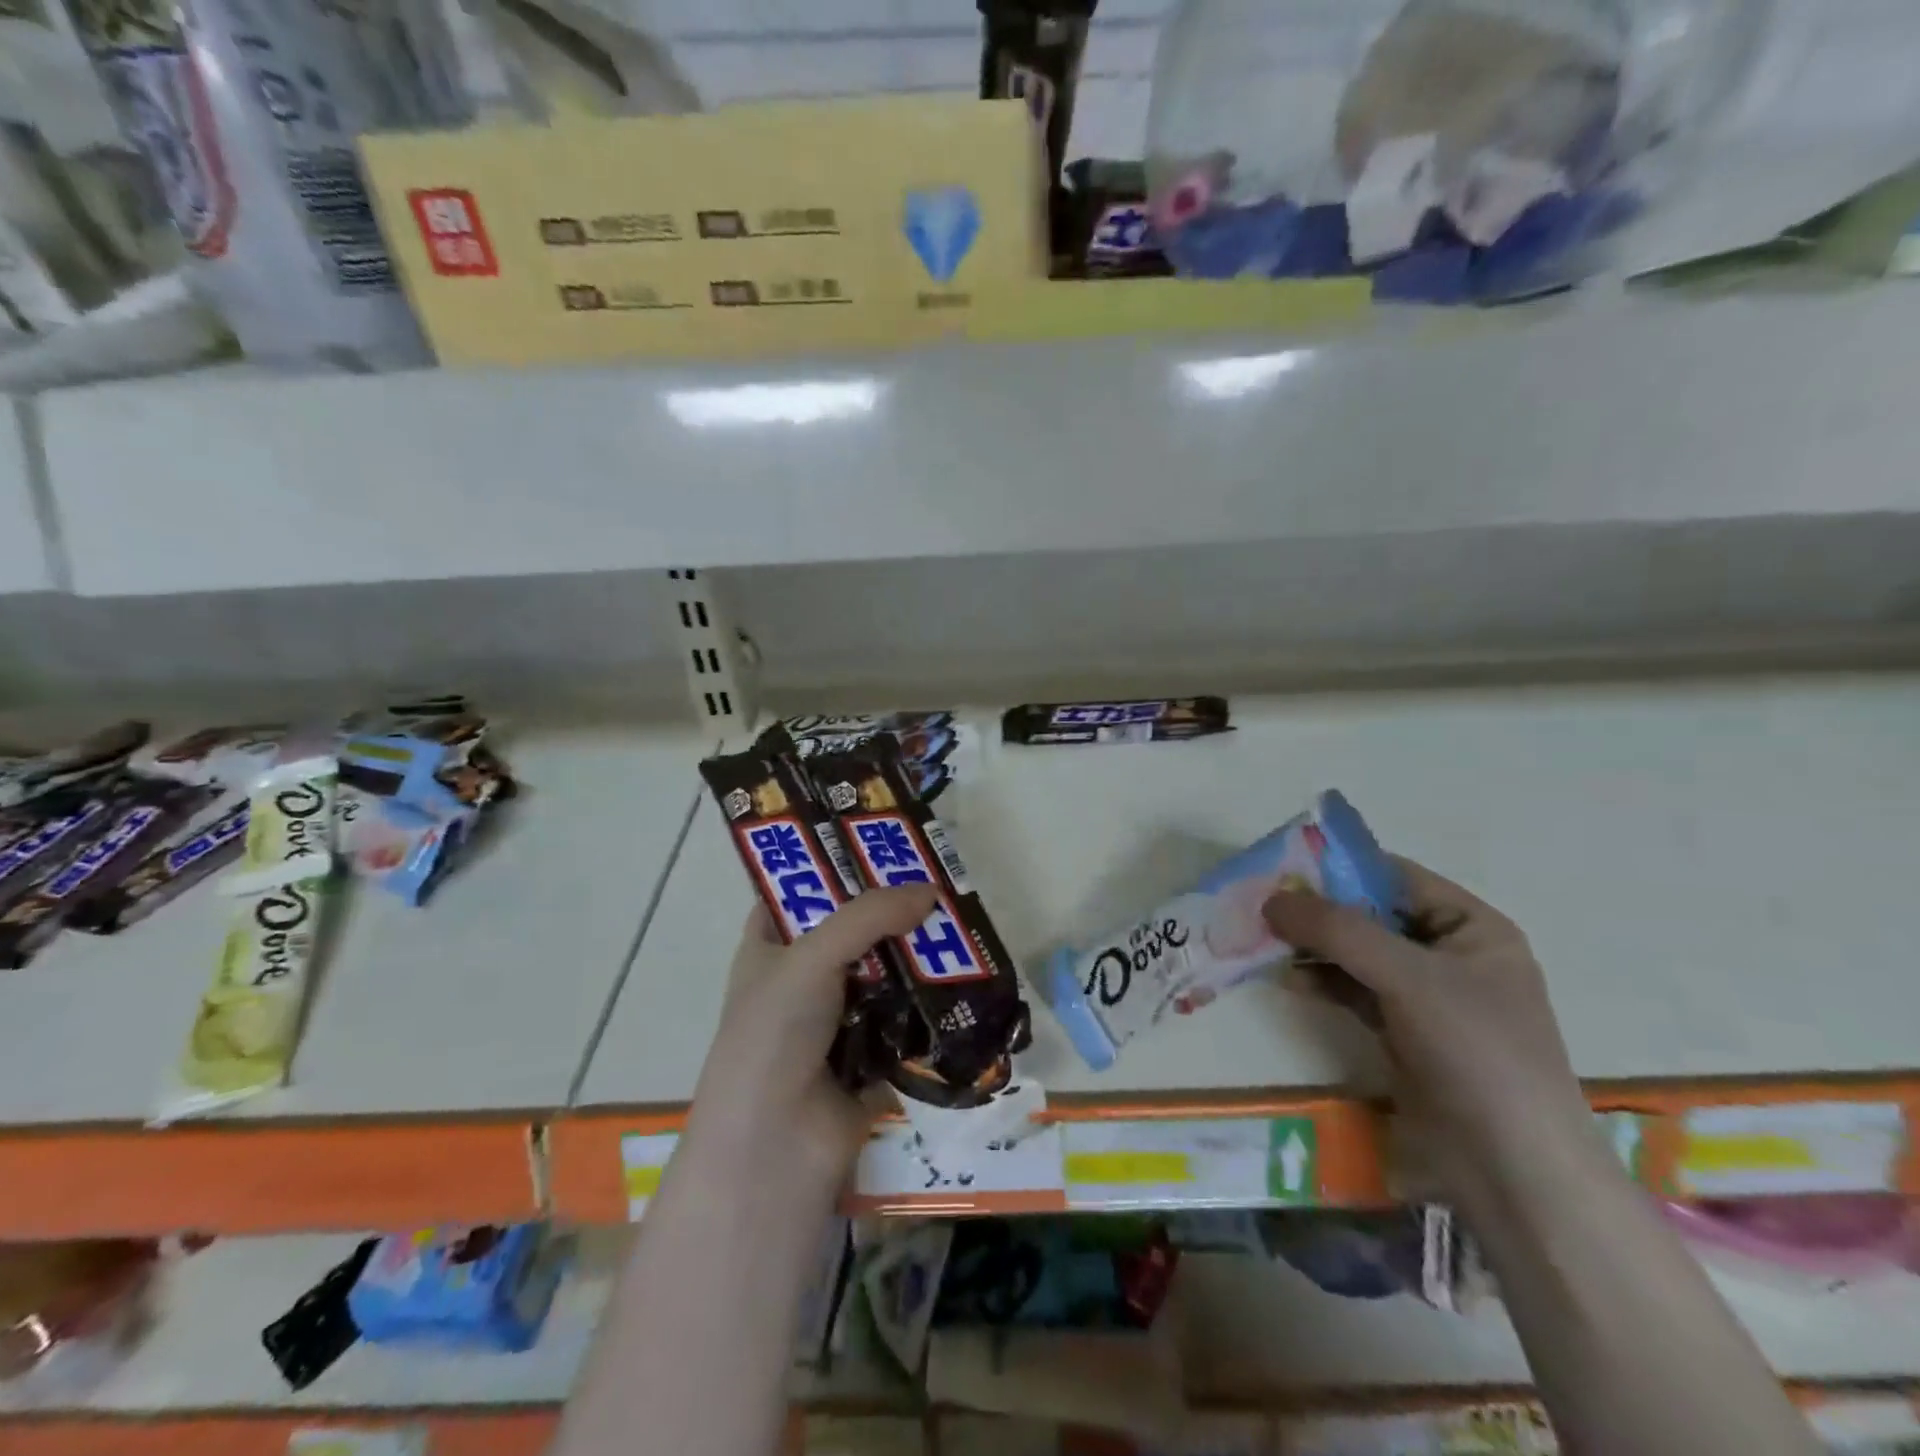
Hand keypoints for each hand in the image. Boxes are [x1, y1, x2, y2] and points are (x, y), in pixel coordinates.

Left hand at [685, 884, 936, 1192]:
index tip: (882, 844)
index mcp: (770, 948)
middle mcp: (800, 979)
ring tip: (962, 926)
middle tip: (938, 883)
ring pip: (883, 974)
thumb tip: (931, 890)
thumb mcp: (812, 957)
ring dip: (917, 958)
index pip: (797, 892)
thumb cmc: (774, 1034)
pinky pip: (905, 1019)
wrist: (773, 1150)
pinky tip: (966, 980)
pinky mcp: (870, 1057)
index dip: (834, 865)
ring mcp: (835, 1020)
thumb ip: (870, 916)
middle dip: (891, 912)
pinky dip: (929, 1005)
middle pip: (851, 931)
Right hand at [1264, 857, 1593, 1205]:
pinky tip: (1287, 978)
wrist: (1513, 1170)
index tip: (1282, 867)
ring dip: (1314, 946)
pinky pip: (1354, 991)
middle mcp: (1450, 955)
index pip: (1396, 878)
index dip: (1340, 868)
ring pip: (1357, 954)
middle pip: (1371, 915)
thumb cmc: (1476, 1051)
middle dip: (1318, 911)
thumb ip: (1337, 930)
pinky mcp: (1404, 1033)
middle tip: (1262, 904)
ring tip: (1264, 939)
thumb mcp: (1407, 977)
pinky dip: (1321, 981)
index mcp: (1472, 928)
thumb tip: (1271, 899)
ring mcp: (1426, 997)